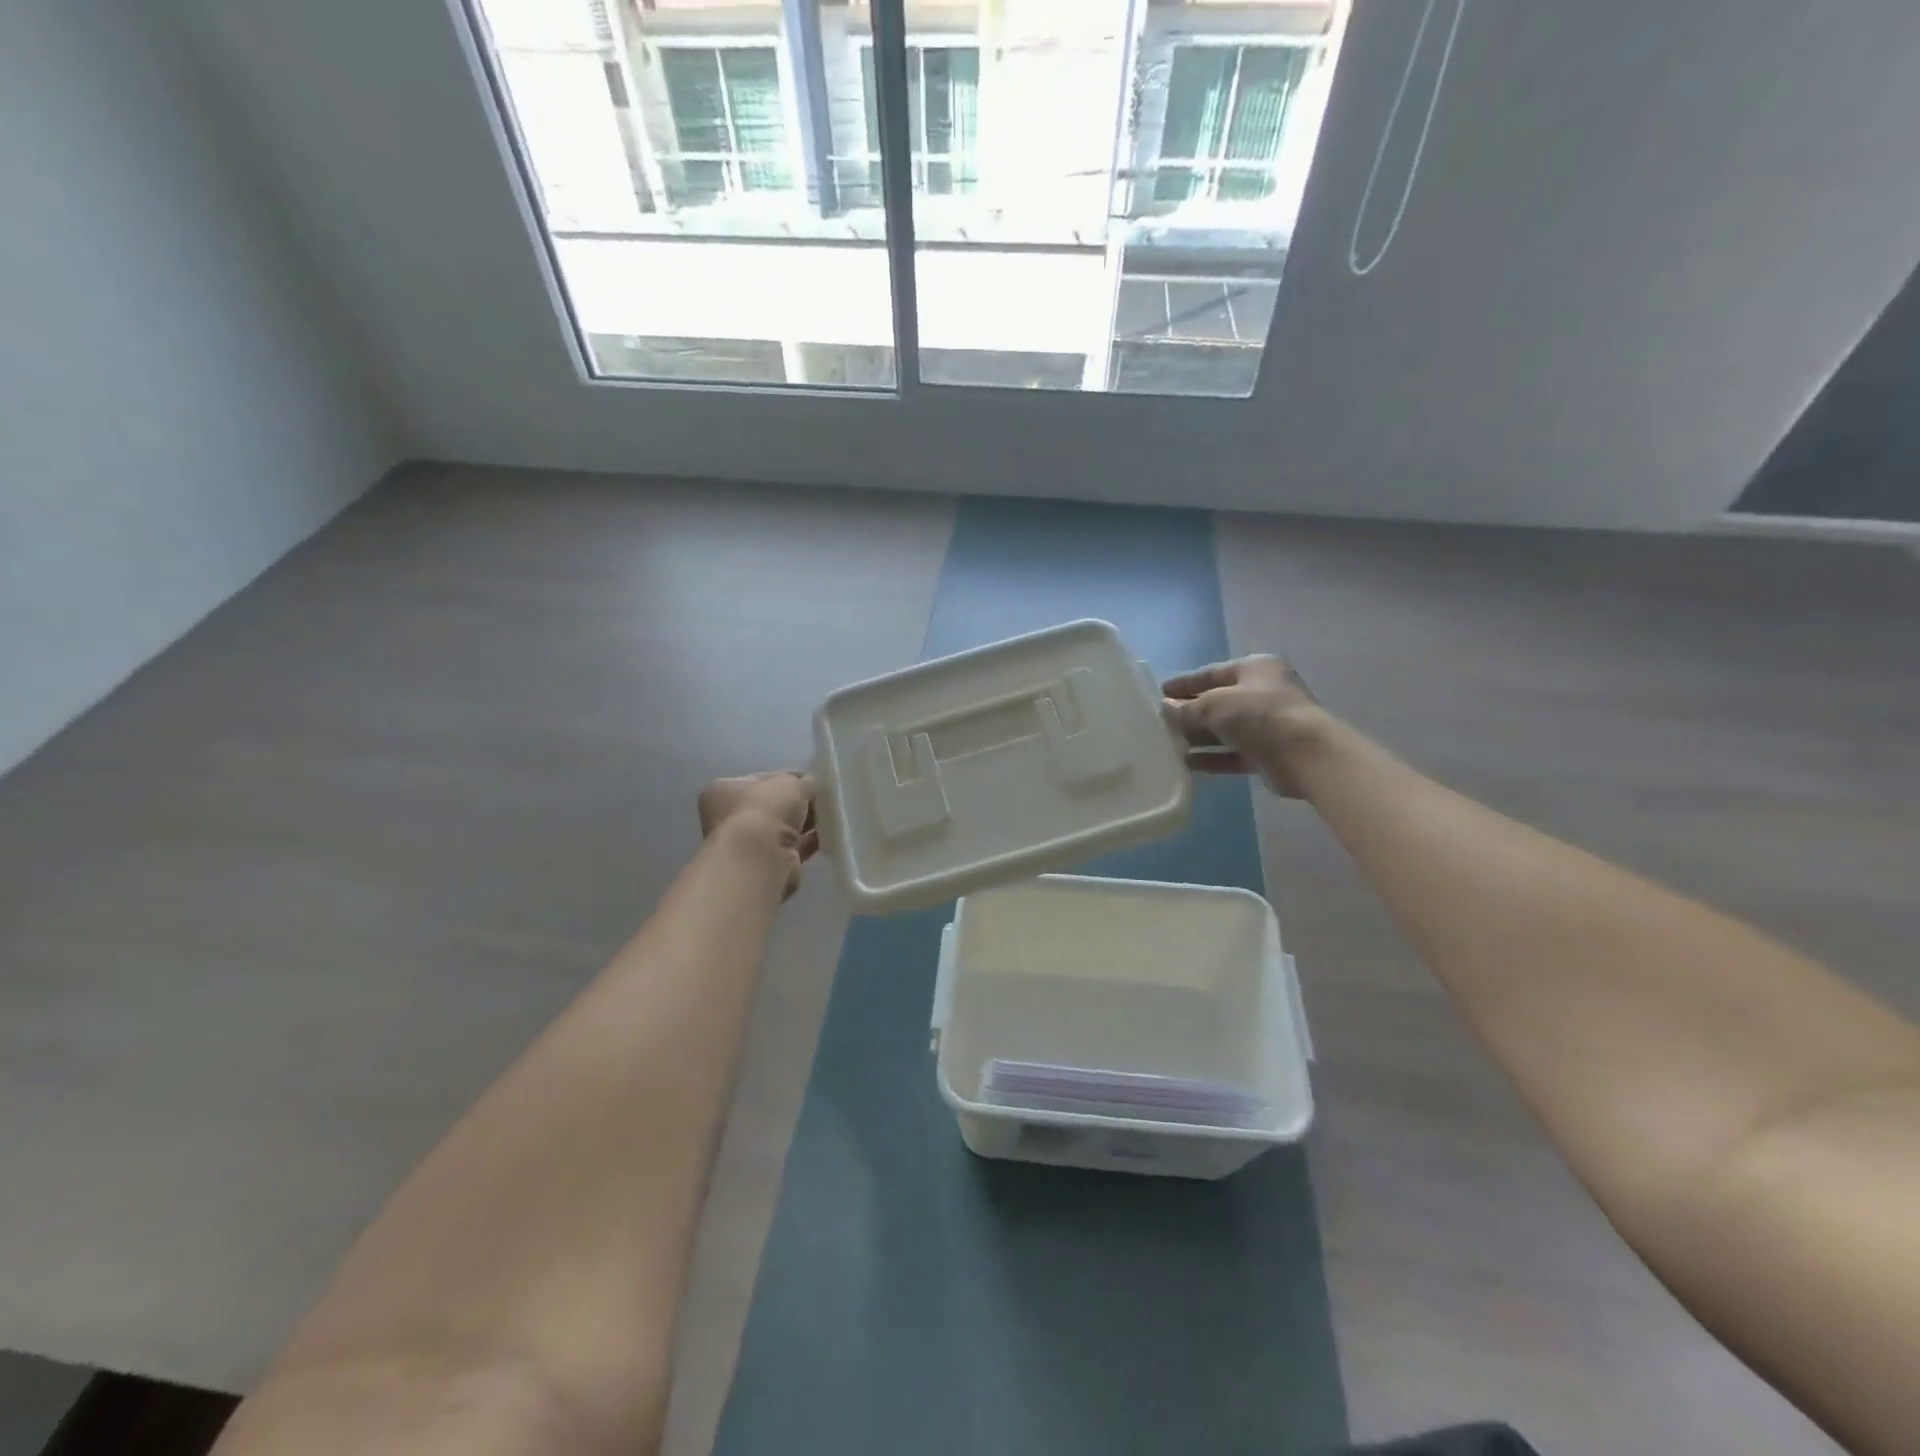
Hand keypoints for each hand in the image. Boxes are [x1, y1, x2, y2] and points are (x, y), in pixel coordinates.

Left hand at [697, 771, 818, 897]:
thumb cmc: (765, 810)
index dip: (791, 778)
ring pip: (783, 828)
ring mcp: (746, 843)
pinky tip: (828, 835)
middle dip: (799, 803)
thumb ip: (803, 782)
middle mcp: (729, 817)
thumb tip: (812, 785)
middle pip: (773, 805)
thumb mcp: (789, 783)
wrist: (760, 858)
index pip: (764, 779)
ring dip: (805, 823)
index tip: (815, 780)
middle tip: (825, 799)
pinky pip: (792, 848)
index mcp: (724, 790)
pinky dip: (808, 842)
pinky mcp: (765, 864)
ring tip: (830, 817)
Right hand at [1162, 655, 1322, 796]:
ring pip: (1225, 730)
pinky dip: (1212, 758)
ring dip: (1198, 737)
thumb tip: (1166, 707)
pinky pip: (1232, 754)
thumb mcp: (1215, 705)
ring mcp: (1267, 724)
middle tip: (1160, 722)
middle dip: (1190, 712)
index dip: (1185, 683)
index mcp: (1255, 668)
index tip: (1160, 691)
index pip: (1212, 673)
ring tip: (1168, 745)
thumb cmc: (1259, 715)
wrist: (1305, 755)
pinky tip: (1187, 764)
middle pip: (1218, 702)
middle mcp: (1263, 693)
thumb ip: (1187, 708)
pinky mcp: (1267, 753)